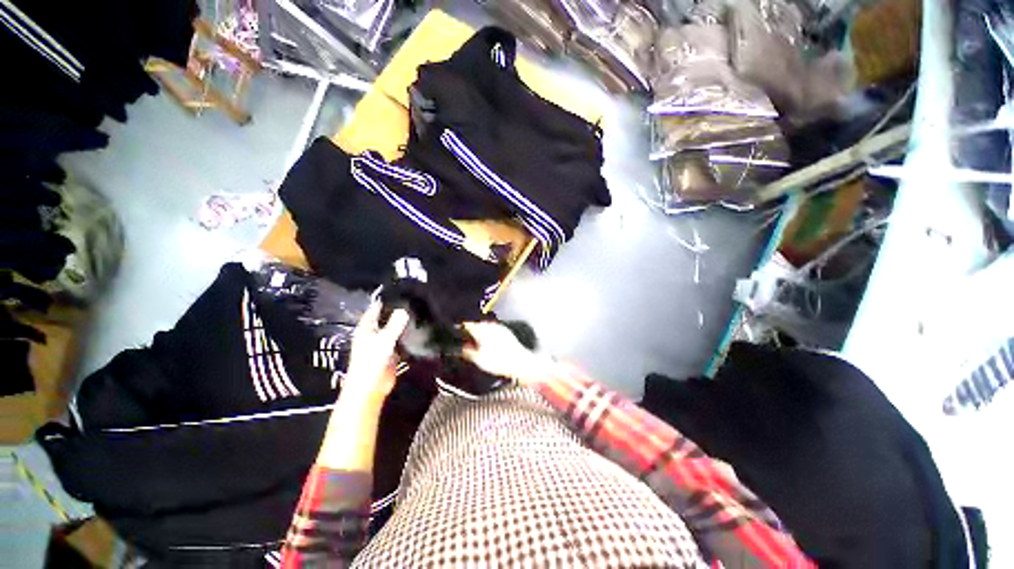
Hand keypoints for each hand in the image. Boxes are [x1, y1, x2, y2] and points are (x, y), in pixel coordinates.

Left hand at [342, 302, 408, 402]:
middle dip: (397, 311)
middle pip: (386, 318)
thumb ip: (394, 324)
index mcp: (366, 328)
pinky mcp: (391, 352)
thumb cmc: (371, 361)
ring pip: (394, 329)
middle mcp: (373, 333)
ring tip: (418, 313)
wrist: (370, 387)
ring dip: (403, 324)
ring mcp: (382, 343)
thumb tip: (403, 310)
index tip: (400, 292)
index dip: (385, 300)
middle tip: (414, 301)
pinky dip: (407, 336)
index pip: (375, 309)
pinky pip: (400, 340)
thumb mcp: (384, 339)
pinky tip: (418, 330)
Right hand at [462, 322, 550, 385]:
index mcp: (481, 331)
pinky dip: (489, 333)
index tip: (457, 330)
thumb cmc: (500, 361)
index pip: (467, 324)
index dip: (461, 327)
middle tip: (466, 337)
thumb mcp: (479, 360)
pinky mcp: (506, 331)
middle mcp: (490, 326)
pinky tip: (489, 342)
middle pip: (476, 323)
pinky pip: (494, 328)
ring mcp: (499, 328)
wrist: (519, 362)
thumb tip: (461, 347)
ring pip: (485, 325)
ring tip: (477, 341)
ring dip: (480, 330)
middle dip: (471, 329)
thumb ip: (468, 352)